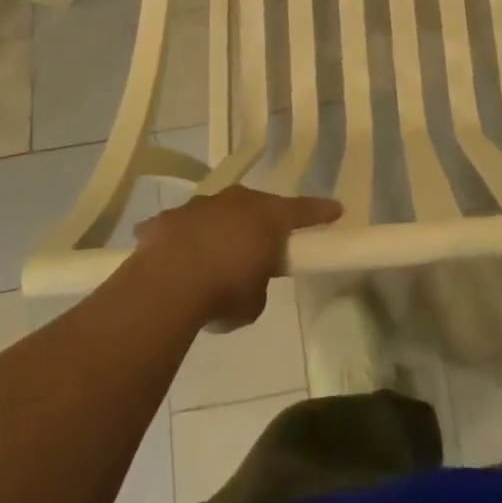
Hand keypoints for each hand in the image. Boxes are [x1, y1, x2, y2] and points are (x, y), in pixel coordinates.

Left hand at [134, 186, 341, 330]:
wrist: (166, 284)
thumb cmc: (224, 291)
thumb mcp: (254, 300)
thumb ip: (257, 283)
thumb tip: (246, 280)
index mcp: (267, 217)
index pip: (303, 210)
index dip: (320, 212)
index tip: (336, 209)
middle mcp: (235, 201)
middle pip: (256, 206)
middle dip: (260, 222)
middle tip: (261, 244)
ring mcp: (198, 206)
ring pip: (216, 213)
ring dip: (219, 231)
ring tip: (213, 260)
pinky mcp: (166, 220)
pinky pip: (180, 228)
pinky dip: (181, 242)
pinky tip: (174, 262)